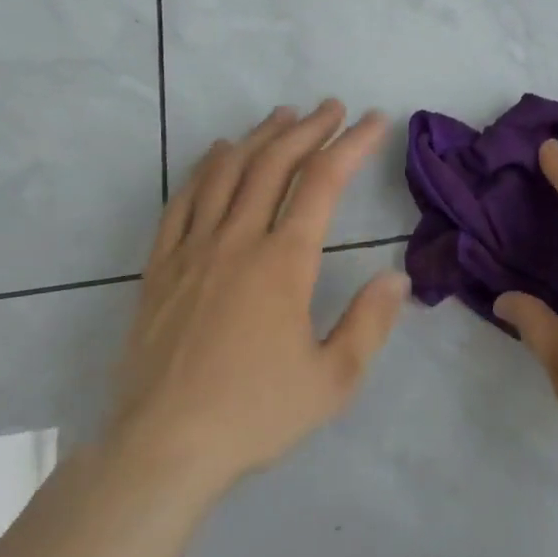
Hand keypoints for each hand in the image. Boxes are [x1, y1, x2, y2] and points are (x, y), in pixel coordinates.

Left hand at [106, 101, 408, 498]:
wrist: (161, 449)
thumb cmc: (253, 414)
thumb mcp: (331, 380)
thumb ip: (369, 324)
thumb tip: (397, 277)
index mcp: (284, 262)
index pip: (324, 182)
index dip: (353, 144)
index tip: (374, 121)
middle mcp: (238, 240)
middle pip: (275, 163)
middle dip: (308, 128)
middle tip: (332, 107)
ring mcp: (193, 249)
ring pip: (228, 171)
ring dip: (259, 136)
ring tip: (283, 116)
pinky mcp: (160, 266)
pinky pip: (183, 200)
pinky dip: (205, 167)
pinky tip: (218, 154)